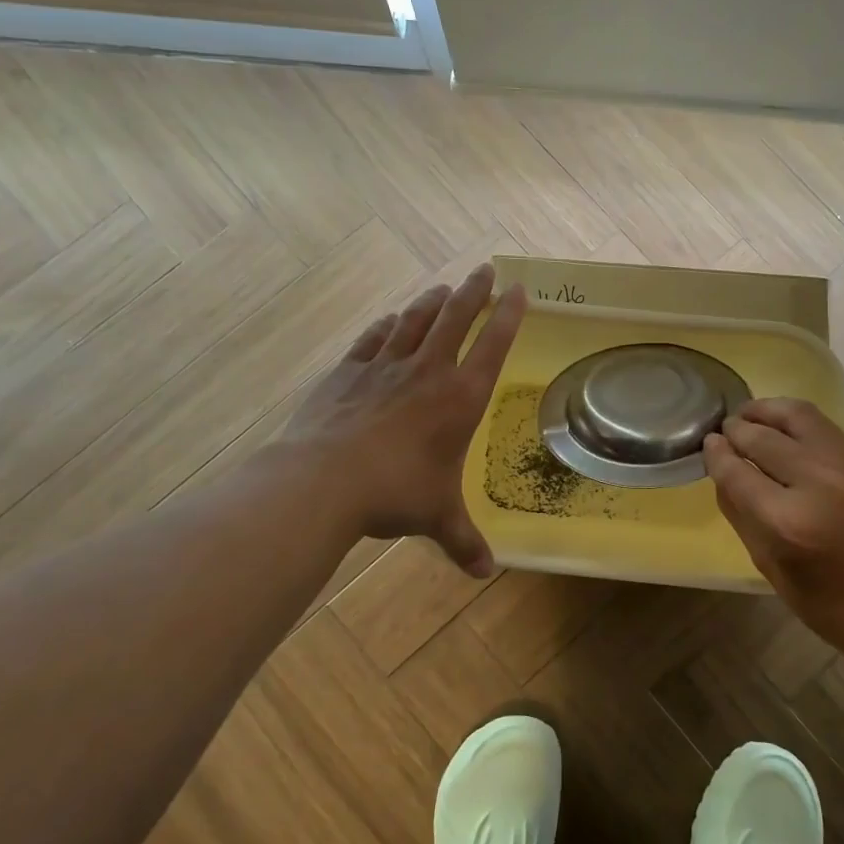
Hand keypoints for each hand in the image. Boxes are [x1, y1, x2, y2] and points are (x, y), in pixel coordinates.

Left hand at [282, 264, 525, 576]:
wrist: (324, 479)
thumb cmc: (395, 493)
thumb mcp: (437, 517)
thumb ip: (463, 541)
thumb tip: (485, 573)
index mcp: (459, 398)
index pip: (493, 345)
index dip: (509, 315)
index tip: (519, 290)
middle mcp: (427, 372)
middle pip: (455, 318)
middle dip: (474, 291)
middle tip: (485, 270)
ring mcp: (385, 366)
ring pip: (415, 320)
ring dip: (432, 301)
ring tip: (443, 287)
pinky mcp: (348, 371)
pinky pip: (373, 338)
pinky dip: (386, 325)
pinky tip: (390, 319)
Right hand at [704, 398, 843, 655]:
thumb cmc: (831, 605)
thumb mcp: (770, 566)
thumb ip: (740, 512)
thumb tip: (721, 468)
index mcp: (788, 522)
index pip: (736, 470)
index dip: (716, 454)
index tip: (708, 445)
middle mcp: (822, 483)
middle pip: (763, 437)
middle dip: (737, 430)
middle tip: (727, 430)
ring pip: (800, 415)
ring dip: (768, 411)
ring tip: (753, 414)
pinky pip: (828, 431)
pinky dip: (801, 428)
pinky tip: (791, 436)